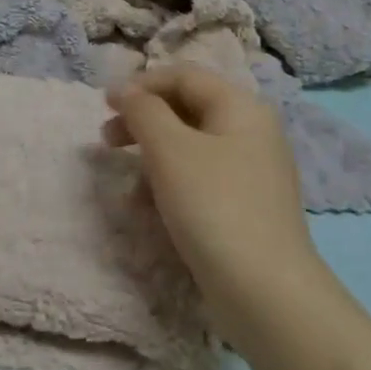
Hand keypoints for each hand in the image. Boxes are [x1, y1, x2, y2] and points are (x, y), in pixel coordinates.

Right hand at [105, 66, 323, 335]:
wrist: (266, 293)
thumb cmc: (214, 207)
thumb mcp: (170, 150)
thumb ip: (143, 111)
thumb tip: (125, 90)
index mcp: (240, 107)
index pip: (184, 76)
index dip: (141, 84)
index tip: (104, 104)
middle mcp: (251, 132)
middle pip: (187, 110)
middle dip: (143, 121)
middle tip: (107, 139)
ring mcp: (251, 173)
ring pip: (190, 149)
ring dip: (152, 159)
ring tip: (127, 188)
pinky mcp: (245, 208)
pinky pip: (200, 182)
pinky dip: (171, 187)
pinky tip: (149, 212)